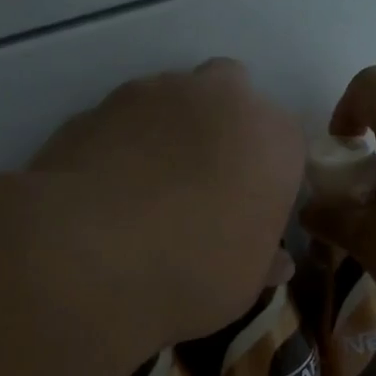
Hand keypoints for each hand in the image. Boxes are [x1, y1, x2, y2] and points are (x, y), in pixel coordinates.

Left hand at [29, 60, 304, 343]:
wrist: (88, 258)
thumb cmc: (195, 272)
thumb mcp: (247, 283)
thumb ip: (265, 261)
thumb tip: (276, 262)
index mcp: (274, 138)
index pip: (286, 148)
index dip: (269, 181)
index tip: (252, 215)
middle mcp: (222, 98)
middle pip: (233, 99)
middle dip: (225, 131)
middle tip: (208, 188)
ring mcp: (155, 92)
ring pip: (176, 101)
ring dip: (174, 132)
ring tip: (152, 190)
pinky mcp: (98, 104)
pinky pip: (126, 120)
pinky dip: (126, 144)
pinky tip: (111, 190)